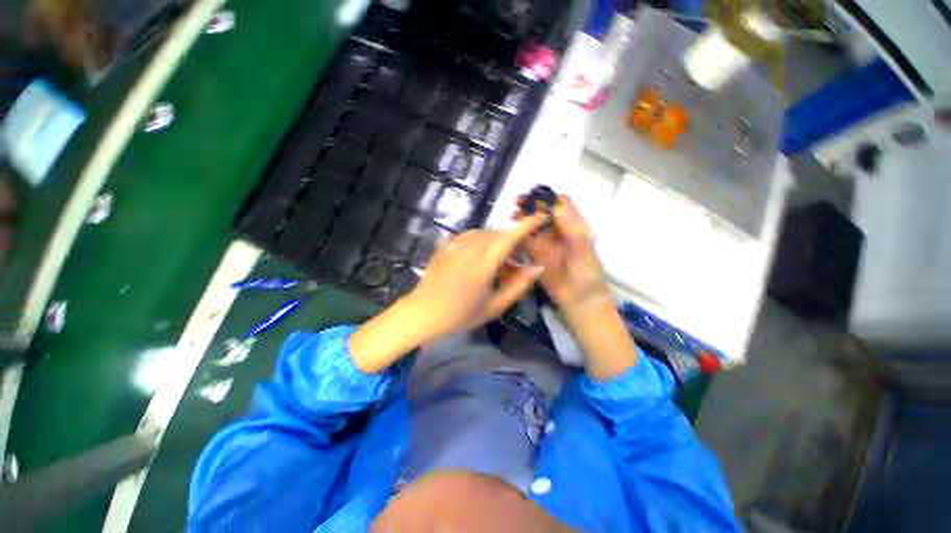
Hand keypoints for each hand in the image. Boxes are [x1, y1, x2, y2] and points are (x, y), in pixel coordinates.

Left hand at [349, 213, 547, 373]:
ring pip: (485, 233)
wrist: (423, 312)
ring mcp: (456, 242)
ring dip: (497, 242)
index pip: (511, 235)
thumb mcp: (495, 306)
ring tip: (498, 262)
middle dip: (513, 240)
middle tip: (518, 259)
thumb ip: (519, 285)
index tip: (541, 217)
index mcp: (484, 262)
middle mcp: (470, 246)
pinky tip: (479, 257)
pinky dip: (481, 241)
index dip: (528, 223)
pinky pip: (470, 236)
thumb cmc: (461, 314)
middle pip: (499, 233)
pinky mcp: (446, 243)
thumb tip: (538, 267)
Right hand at [515, 194, 637, 379]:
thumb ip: (572, 229)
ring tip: (512, 215)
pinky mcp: (536, 255)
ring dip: (523, 217)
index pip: (563, 204)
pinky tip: (511, 232)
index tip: (537, 195)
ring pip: (533, 225)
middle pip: (544, 212)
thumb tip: (557, 207)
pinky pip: (526, 241)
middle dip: (532, 205)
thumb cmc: (587, 275)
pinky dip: (519, 234)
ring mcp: (546, 243)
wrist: (579, 301)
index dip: (550, 197)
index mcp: (575, 227)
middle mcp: (559, 232)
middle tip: (518, 202)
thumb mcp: (583, 250)